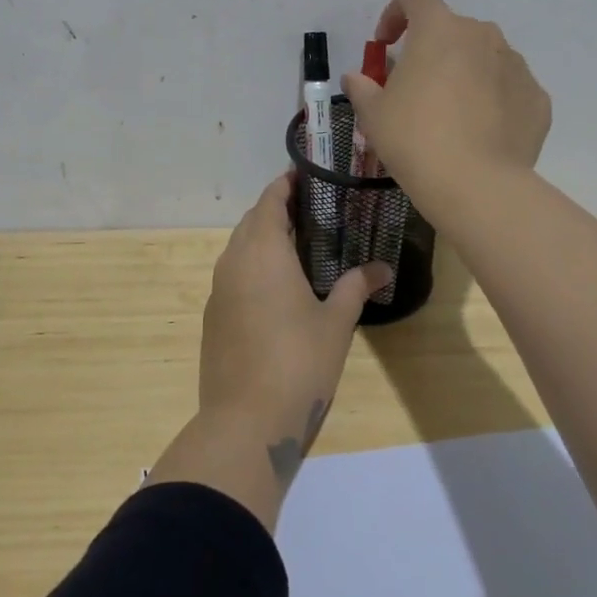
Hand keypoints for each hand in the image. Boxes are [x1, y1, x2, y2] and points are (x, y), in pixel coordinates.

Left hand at [200, 172, 388, 483]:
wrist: (245, 421)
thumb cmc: (298, 361)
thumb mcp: (335, 323)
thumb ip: (357, 287)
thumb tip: (384, 268)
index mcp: (262, 251)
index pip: (270, 200)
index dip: (286, 184)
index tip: (307, 175)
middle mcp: (233, 261)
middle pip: (252, 221)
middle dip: (277, 210)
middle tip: (313, 211)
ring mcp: (218, 289)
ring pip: (240, 248)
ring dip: (263, 239)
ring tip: (299, 246)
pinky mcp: (213, 316)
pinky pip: (233, 275)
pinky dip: (253, 267)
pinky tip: (277, 287)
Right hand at [341, 0, 551, 213]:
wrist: (476, 184)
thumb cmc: (414, 138)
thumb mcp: (373, 114)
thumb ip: (362, 87)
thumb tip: (356, 78)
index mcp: (439, 29)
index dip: (395, 13)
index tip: (386, 45)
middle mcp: (482, 35)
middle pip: (452, 29)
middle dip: (432, 50)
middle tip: (416, 87)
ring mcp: (516, 65)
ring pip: (484, 57)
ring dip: (465, 73)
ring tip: (452, 114)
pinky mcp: (537, 97)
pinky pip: (509, 88)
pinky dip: (493, 100)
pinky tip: (480, 133)